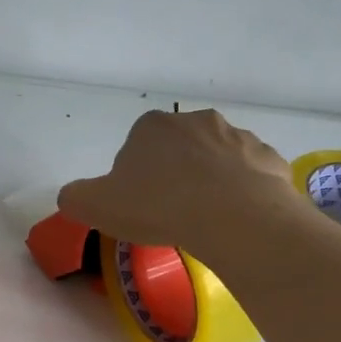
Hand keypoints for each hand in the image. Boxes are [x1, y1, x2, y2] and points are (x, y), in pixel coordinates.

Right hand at [57, 109, 296, 258]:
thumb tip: (72, 196)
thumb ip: (74, 197)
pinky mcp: (269, 159)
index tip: (138, 206)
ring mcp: (238, 137)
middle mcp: (196, 121)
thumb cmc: (158, 206)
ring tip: (206, 220)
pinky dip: (243, 193)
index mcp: (152, 126)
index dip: (133, 179)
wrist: (233, 217)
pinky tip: (236, 220)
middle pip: (178, 150)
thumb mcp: (95, 206)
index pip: (135, 148)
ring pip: (217, 161)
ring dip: (210, 182)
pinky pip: (250, 176)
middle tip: (170, 214)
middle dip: (174, 175)